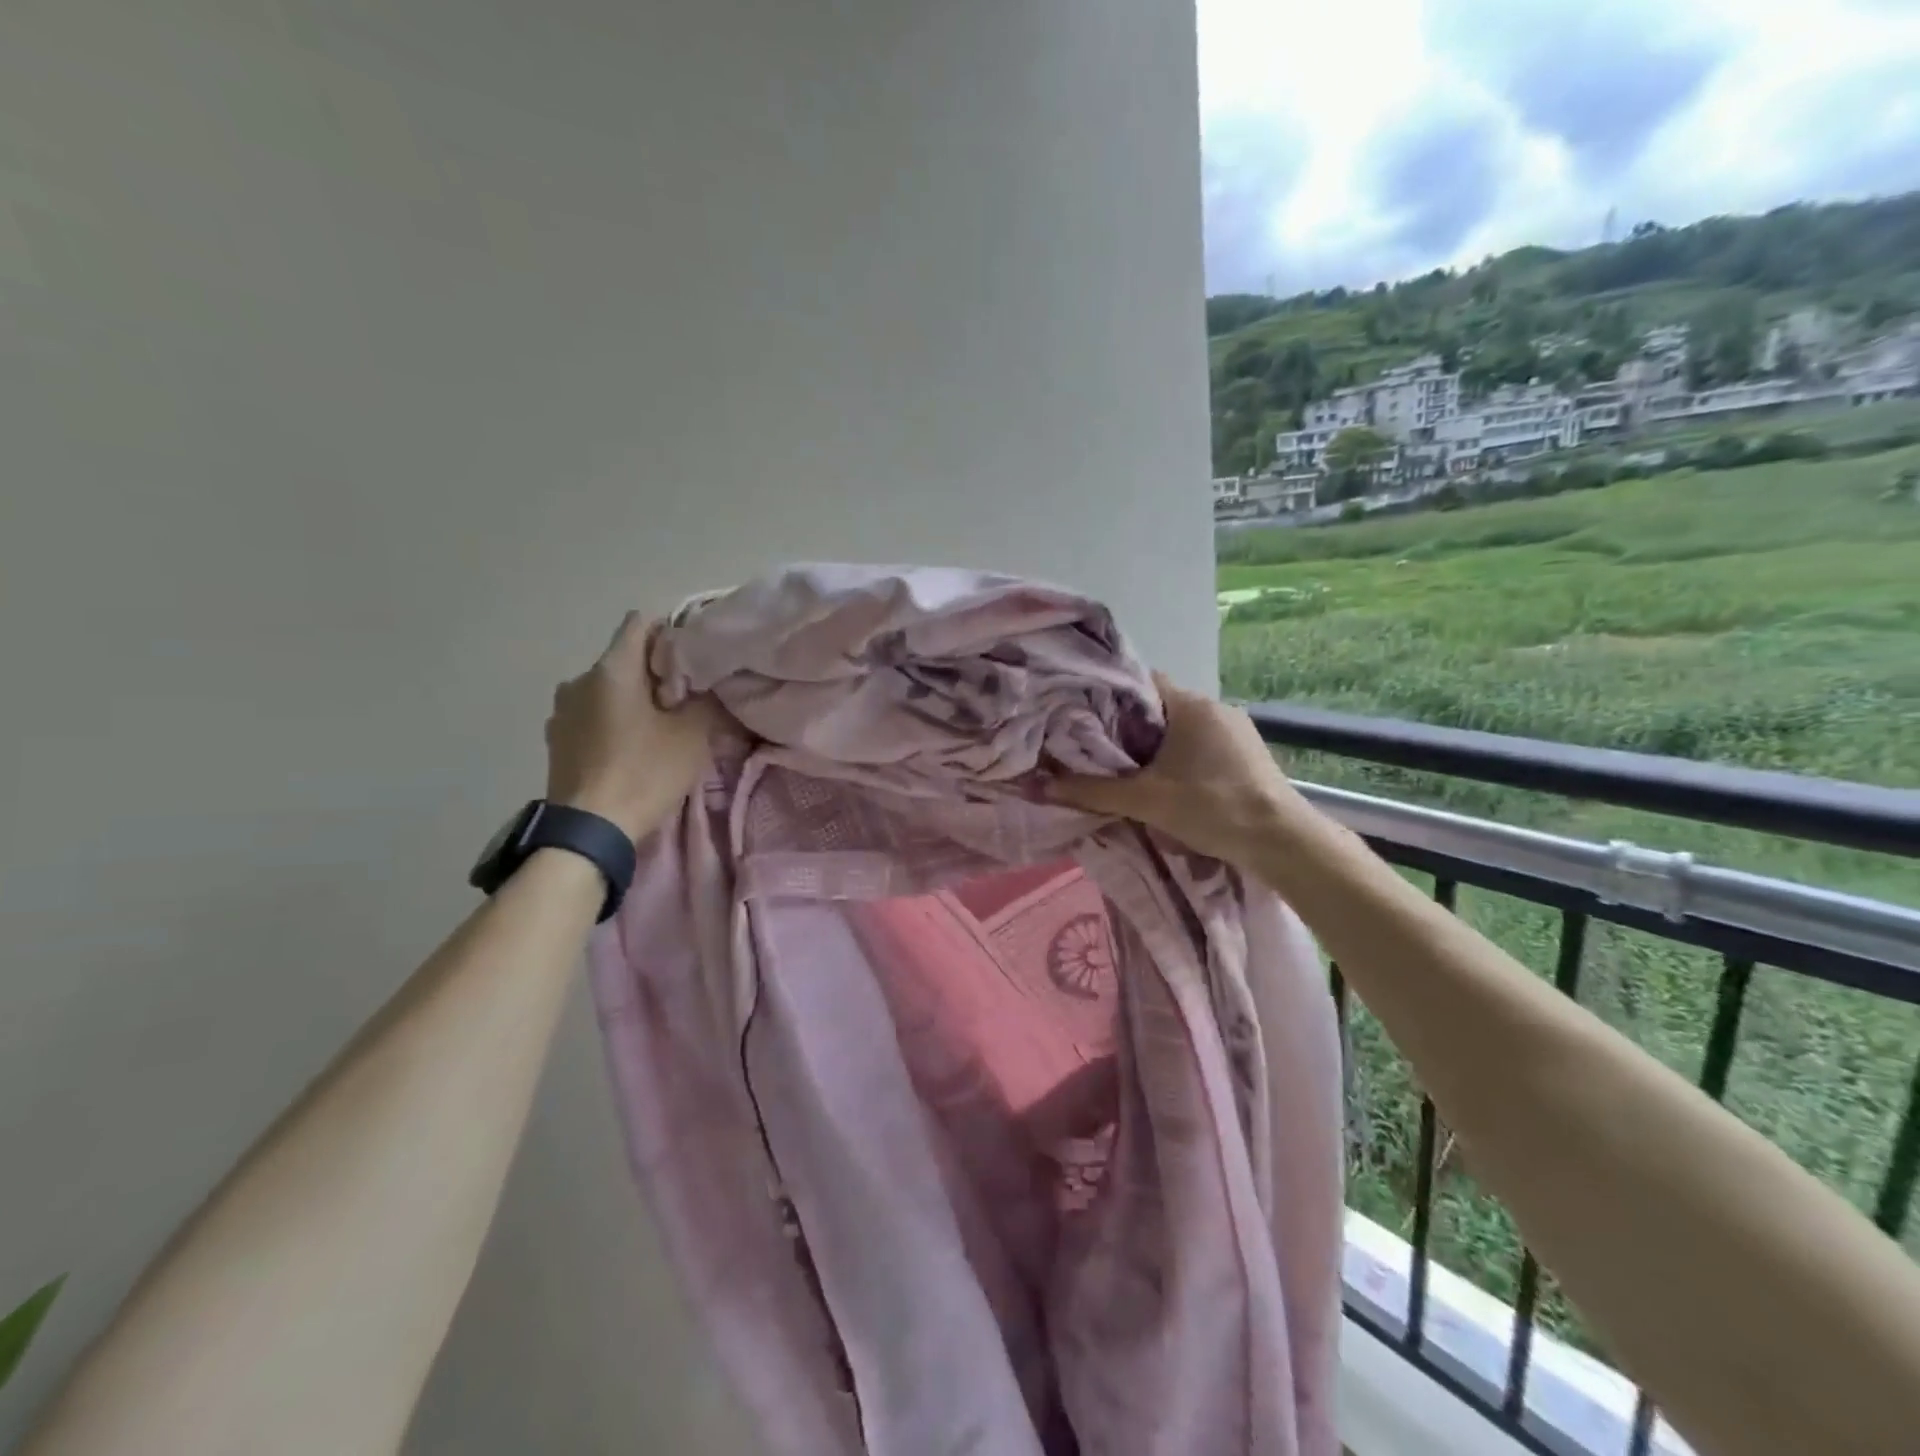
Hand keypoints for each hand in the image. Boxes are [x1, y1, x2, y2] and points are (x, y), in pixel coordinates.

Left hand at [544, 612, 717, 840]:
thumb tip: (712, 687)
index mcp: (612, 669)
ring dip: (633, 699)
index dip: (671, 632)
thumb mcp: (693, 735)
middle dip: (656, 672)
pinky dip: (613, 721)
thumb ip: (707, 701)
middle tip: (685, 700)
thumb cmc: (644, 773)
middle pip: (626, 658)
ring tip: (658, 728)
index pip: (642, 622)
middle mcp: (580, 679)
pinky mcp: (556, 739)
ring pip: (608, 688)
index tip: (694, 659)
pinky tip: (630, 748)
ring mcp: (562, 710)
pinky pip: (593, 715)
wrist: (589, 830)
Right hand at [1048, 672, 1310, 862]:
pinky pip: (1201, 744)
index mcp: (1190, 704)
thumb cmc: (1212, 807)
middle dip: (1129, 726)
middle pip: (1159, 706)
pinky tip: (1169, 783)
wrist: (1281, 840)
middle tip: (1097, 749)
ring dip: (1157, 745)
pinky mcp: (1247, 753)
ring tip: (1128, 769)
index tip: (1084, 715)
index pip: (1140, 682)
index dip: (1109, 696)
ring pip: (1181, 727)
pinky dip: (1180, 757)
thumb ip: (1092, 792)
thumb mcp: (1145, 800)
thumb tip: (1039, 786)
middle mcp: (1214, 706)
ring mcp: (1236, 729)